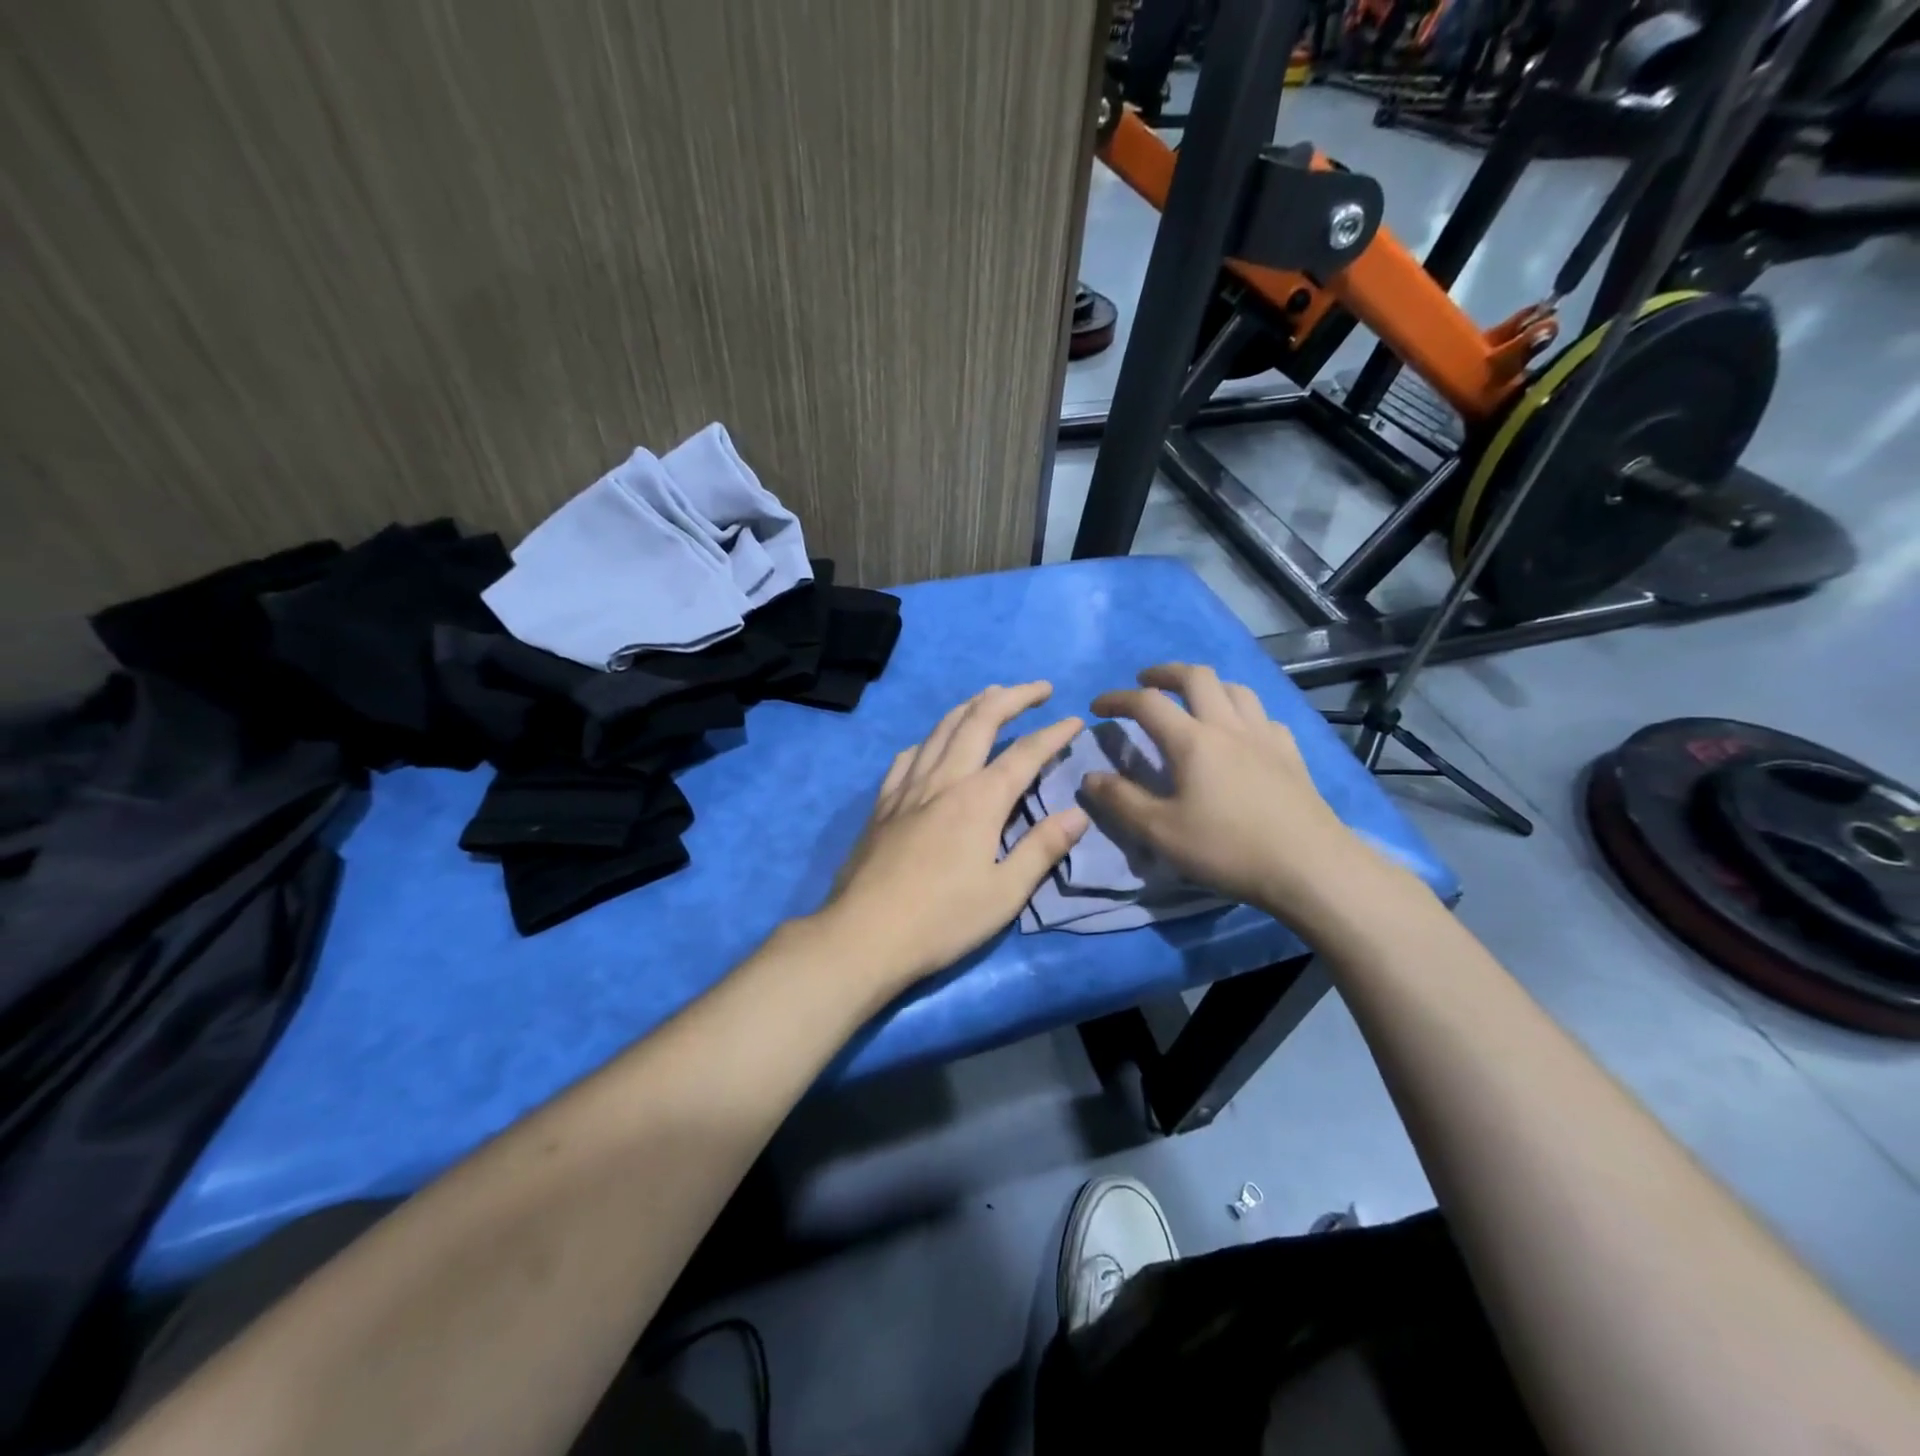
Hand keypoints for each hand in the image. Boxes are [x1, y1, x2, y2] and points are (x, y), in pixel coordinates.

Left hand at [819, 682, 1089, 988]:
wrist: (864, 934)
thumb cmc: (942, 920)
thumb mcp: (1004, 894)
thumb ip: (1042, 849)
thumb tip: (1078, 813)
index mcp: (979, 800)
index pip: (1025, 754)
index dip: (1053, 734)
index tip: (1075, 720)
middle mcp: (944, 780)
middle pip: (979, 721)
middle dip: (1012, 697)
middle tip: (1038, 689)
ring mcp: (908, 788)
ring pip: (941, 729)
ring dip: (971, 706)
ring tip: (991, 696)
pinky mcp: (883, 803)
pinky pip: (908, 755)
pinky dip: (930, 738)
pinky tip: (932, 743)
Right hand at [1080, 664, 1358, 918]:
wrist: (1310, 867)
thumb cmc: (1227, 848)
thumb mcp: (1161, 832)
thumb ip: (1121, 801)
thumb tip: (1090, 777)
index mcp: (1193, 740)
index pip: (1147, 702)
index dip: (1117, 698)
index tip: (1097, 706)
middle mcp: (1228, 726)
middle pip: (1196, 677)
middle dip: (1165, 673)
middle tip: (1146, 681)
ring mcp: (1265, 737)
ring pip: (1235, 689)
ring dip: (1207, 686)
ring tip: (1194, 700)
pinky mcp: (1292, 755)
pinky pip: (1265, 718)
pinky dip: (1244, 714)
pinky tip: (1243, 734)